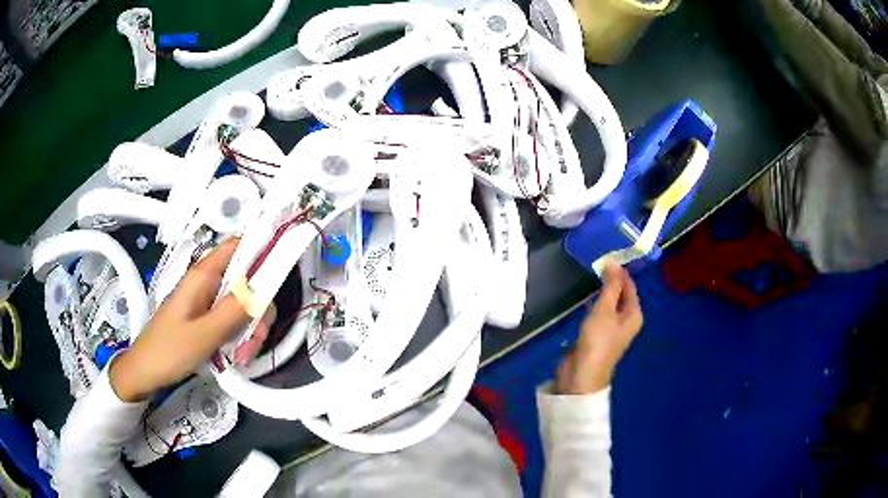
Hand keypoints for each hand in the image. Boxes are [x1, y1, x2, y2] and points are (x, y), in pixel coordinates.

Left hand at [110, 238, 268, 401]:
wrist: (146, 372)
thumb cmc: (170, 350)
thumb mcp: (204, 334)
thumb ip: (234, 310)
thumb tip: (264, 286)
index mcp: (203, 276)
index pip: (238, 246)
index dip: (263, 248)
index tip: (284, 269)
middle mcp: (207, 283)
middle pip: (246, 281)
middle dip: (257, 309)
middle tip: (256, 339)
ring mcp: (206, 301)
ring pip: (241, 304)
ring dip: (249, 329)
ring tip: (243, 356)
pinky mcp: (205, 317)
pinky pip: (230, 319)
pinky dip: (238, 336)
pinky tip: (236, 356)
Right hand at [556, 263, 642, 394]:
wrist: (583, 374)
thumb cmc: (598, 340)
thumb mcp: (604, 310)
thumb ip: (610, 286)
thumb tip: (614, 262)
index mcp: (634, 314)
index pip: (630, 287)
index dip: (620, 272)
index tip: (608, 256)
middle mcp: (627, 321)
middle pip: (621, 295)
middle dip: (612, 281)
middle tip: (598, 263)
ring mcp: (613, 329)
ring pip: (610, 305)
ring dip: (603, 292)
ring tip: (592, 276)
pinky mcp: (599, 336)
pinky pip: (600, 314)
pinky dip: (595, 304)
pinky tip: (586, 299)